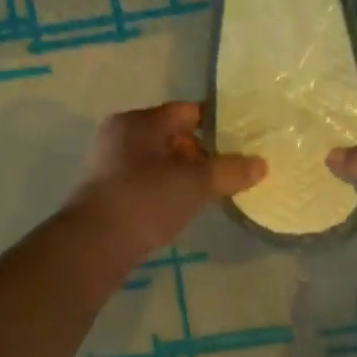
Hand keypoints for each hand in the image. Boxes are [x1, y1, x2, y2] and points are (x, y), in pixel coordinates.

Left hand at [70, 101, 264, 255]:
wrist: (95, 244)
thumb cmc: (145, 200)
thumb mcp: (195, 184)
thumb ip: (230, 171)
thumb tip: (261, 164)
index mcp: (139, 121)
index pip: (187, 112)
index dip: (217, 124)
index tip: (242, 142)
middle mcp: (122, 136)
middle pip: (172, 136)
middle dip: (201, 153)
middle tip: (229, 172)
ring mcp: (111, 165)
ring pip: (159, 161)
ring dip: (184, 174)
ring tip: (210, 192)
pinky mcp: (108, 193)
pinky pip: (147, 182)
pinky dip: (166, 190)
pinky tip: (182, 208)